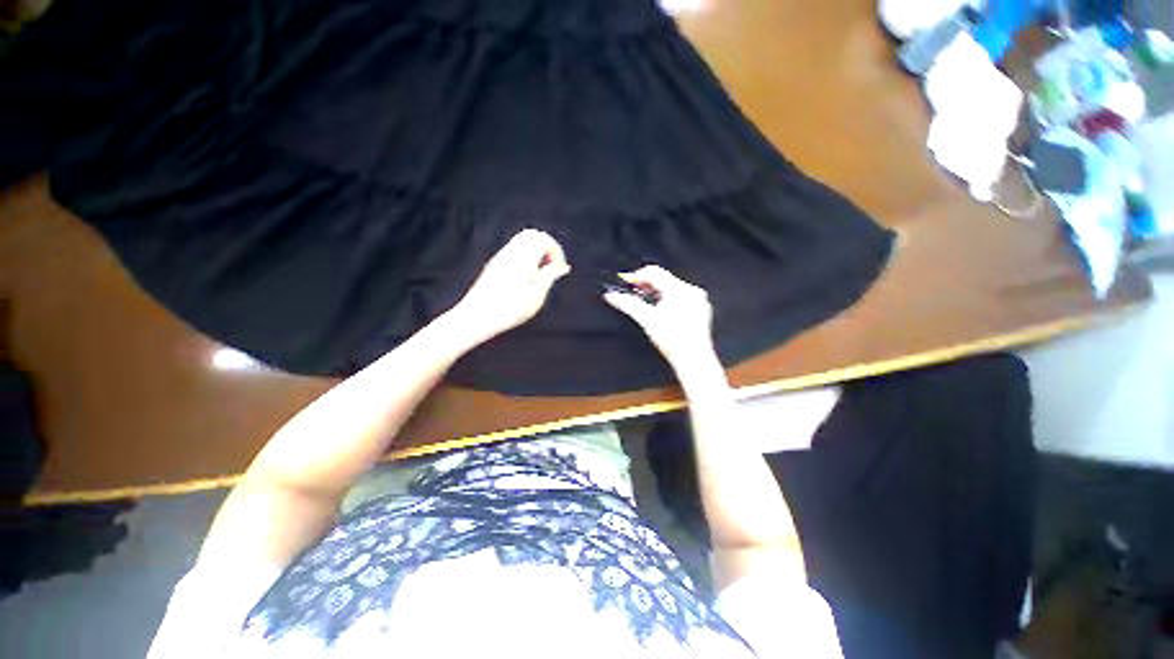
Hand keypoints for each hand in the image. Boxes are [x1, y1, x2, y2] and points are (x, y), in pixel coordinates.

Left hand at [449, 230, 570, 343]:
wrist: (476, 317)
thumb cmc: (509, 309)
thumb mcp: (536, 296)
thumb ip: (549, 276)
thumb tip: (562, 266)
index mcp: (523, 257)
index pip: (544, 239)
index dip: (556, 251)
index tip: (559, 269)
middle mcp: (510, 252)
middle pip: (532, 235)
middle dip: (546, 247)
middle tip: (551, 267)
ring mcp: (500, 257)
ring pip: (522, 241)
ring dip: (535, 252)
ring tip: (539, 274)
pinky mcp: (494, 265)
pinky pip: (514, 250)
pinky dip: (525, 256)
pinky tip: (526, 277)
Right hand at [603, 265, 718, 375]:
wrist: (693, 359)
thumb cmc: (673, 342)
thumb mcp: (646, 319)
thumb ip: (628, 304)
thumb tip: (612, 296)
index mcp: (679, 290)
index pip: (655, 272)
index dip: (637, 275)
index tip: (626, 282)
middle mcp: (691, 291)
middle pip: (663, 279)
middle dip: (646, 283)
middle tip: (631, 291)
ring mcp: (698, 300)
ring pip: (672, 287)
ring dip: (656, 291)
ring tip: (643, 299)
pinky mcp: (700, 309)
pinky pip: (681, 296)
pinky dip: (668, 298)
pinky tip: (660, 309)